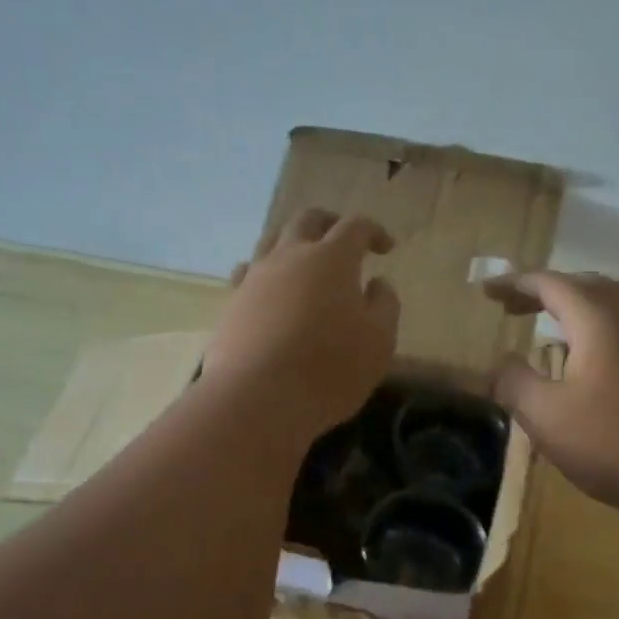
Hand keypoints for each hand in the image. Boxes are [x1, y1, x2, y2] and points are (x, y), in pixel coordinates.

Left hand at [203, 209, 399, 437]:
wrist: (258, 398)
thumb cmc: (330, 369)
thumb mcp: (379, 341)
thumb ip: (384, 305)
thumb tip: (377, 283)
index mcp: (332, 258)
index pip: (355, 226)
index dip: (373, 231)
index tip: (386, 248)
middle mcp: (290, 256)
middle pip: (308, 220)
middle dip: (330, 223)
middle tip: (343, 240)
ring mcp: (255, 277)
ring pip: (272, 239)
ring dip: (293, 241)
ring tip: (304, 259)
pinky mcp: (232, 303)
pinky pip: (247, 271)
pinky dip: (264, 270)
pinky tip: (269, 287)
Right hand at [485, 271, 618, 514]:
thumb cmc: (610, 442)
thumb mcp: (544, 414)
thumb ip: (514, 381)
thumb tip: (500, 362)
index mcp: (599, 319)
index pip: (551, 284)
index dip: (515, 284)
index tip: (487, 291)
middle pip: (587, 285)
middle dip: (547, 291)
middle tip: (514, 307)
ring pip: (618, 300)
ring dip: (583, 302)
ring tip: (559, 320)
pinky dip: (608, 325)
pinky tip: (602, 353)